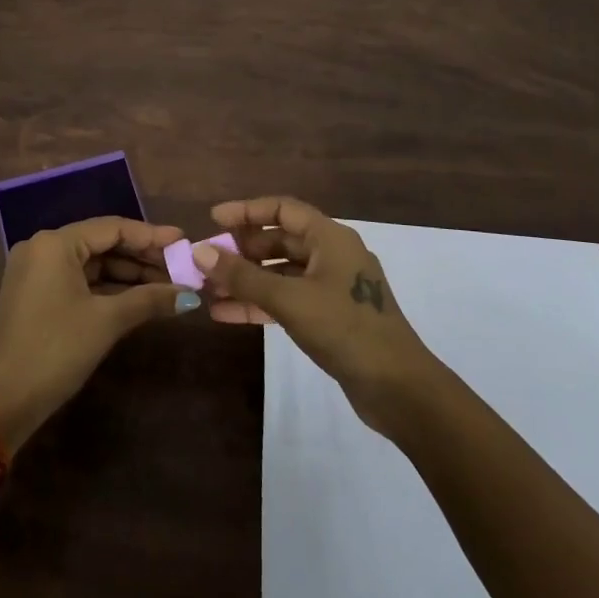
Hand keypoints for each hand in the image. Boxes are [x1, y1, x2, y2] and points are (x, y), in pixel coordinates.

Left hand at [0, 216, 199, 447]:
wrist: (4, 401)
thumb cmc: (56, 350)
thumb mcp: (106, 321)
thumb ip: (149, 299)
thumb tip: (190, 296)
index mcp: (55, 243)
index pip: (112, 228)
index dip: (151, 235)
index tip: (183, 241)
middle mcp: (42, 248)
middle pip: (102, 243)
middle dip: (142, 257)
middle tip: (181, 266)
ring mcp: (37, 271)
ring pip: (92, 264)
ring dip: (128, 275)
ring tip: (168, 284)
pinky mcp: (37, 294)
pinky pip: (79, 280)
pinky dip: (108, 288)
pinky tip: (139, 297)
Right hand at [195, 196, 441, 435]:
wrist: (398, 388)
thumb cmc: (345, 329)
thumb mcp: (289, 299)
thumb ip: (242, 276)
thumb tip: (200, 251)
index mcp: (330, 238)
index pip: (282, 209)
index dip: (246, 211)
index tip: (213, 219)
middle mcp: (332, 255)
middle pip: (280, 241)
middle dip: (242, 250)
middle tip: (207, 261)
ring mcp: (332, 287)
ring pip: (281, 273)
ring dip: (246, 280)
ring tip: (208, 290)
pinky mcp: (330, 317)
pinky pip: (288, 299)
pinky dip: (260, 303)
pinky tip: (227, 314)